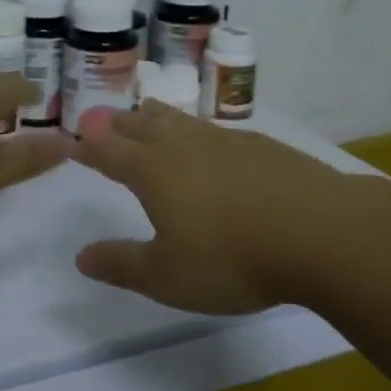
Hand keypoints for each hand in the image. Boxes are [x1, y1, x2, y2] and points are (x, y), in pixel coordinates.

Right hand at [71, 102, 354, 313]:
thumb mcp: (167, 277)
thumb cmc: (232, 258)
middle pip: (140, 124)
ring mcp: (223, 139)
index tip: (71, 142)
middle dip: (116, 123)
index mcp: (152, 171)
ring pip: (178, 119)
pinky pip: (213, 129)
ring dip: (155, 116)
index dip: (86, 146)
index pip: (107, 150)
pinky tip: (209, 141)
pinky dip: (196, 130)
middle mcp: (182, 144)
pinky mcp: (259, 144)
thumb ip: (122, 264)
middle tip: (102, 120)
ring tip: (147, 113)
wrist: (319, 231)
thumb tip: (81, 256)